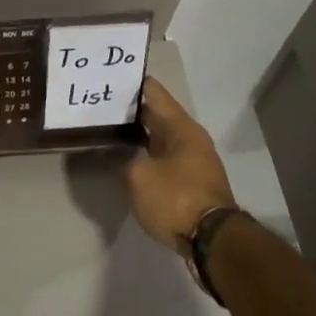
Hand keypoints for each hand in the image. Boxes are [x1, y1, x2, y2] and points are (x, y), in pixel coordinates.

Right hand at [125, 77, 238, 247]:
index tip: (116, 75)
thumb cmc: (175, 198)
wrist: (211, 240)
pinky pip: (165, 159)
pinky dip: (148, 155)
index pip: (156, 94)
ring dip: (141, 134)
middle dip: (135, 110)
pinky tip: (130, 158)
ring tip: (113, 129)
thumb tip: (135, 163)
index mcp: (181, 128)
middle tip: (104, 103)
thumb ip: (130, 161)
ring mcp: (194, 162)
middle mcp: (191, 139)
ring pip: (162, 139)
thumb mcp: (139, 176)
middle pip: (159, 116)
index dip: (136, 83)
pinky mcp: (192, 183)